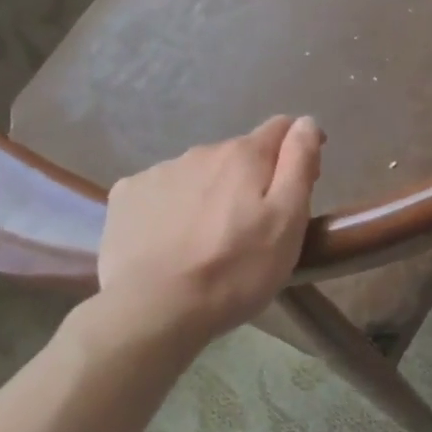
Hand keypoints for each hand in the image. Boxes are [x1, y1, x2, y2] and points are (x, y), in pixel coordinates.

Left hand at [97, 115, 324, 346]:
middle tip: (253, 226)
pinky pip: (160, 191)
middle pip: (238, 154)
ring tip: (209, 239)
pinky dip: (172, 207)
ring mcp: (158, 172)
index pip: (281, 129)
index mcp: (243, 155)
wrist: (153, 309)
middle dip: (250, 178)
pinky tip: (170, 241)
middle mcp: (201, 152)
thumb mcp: (287, 221)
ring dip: (210, 193)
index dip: (296, 149)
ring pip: (198, 173)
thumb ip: (299, 164)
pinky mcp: (126, 196)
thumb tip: (305, 122)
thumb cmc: (234, 270)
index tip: (301, 182)